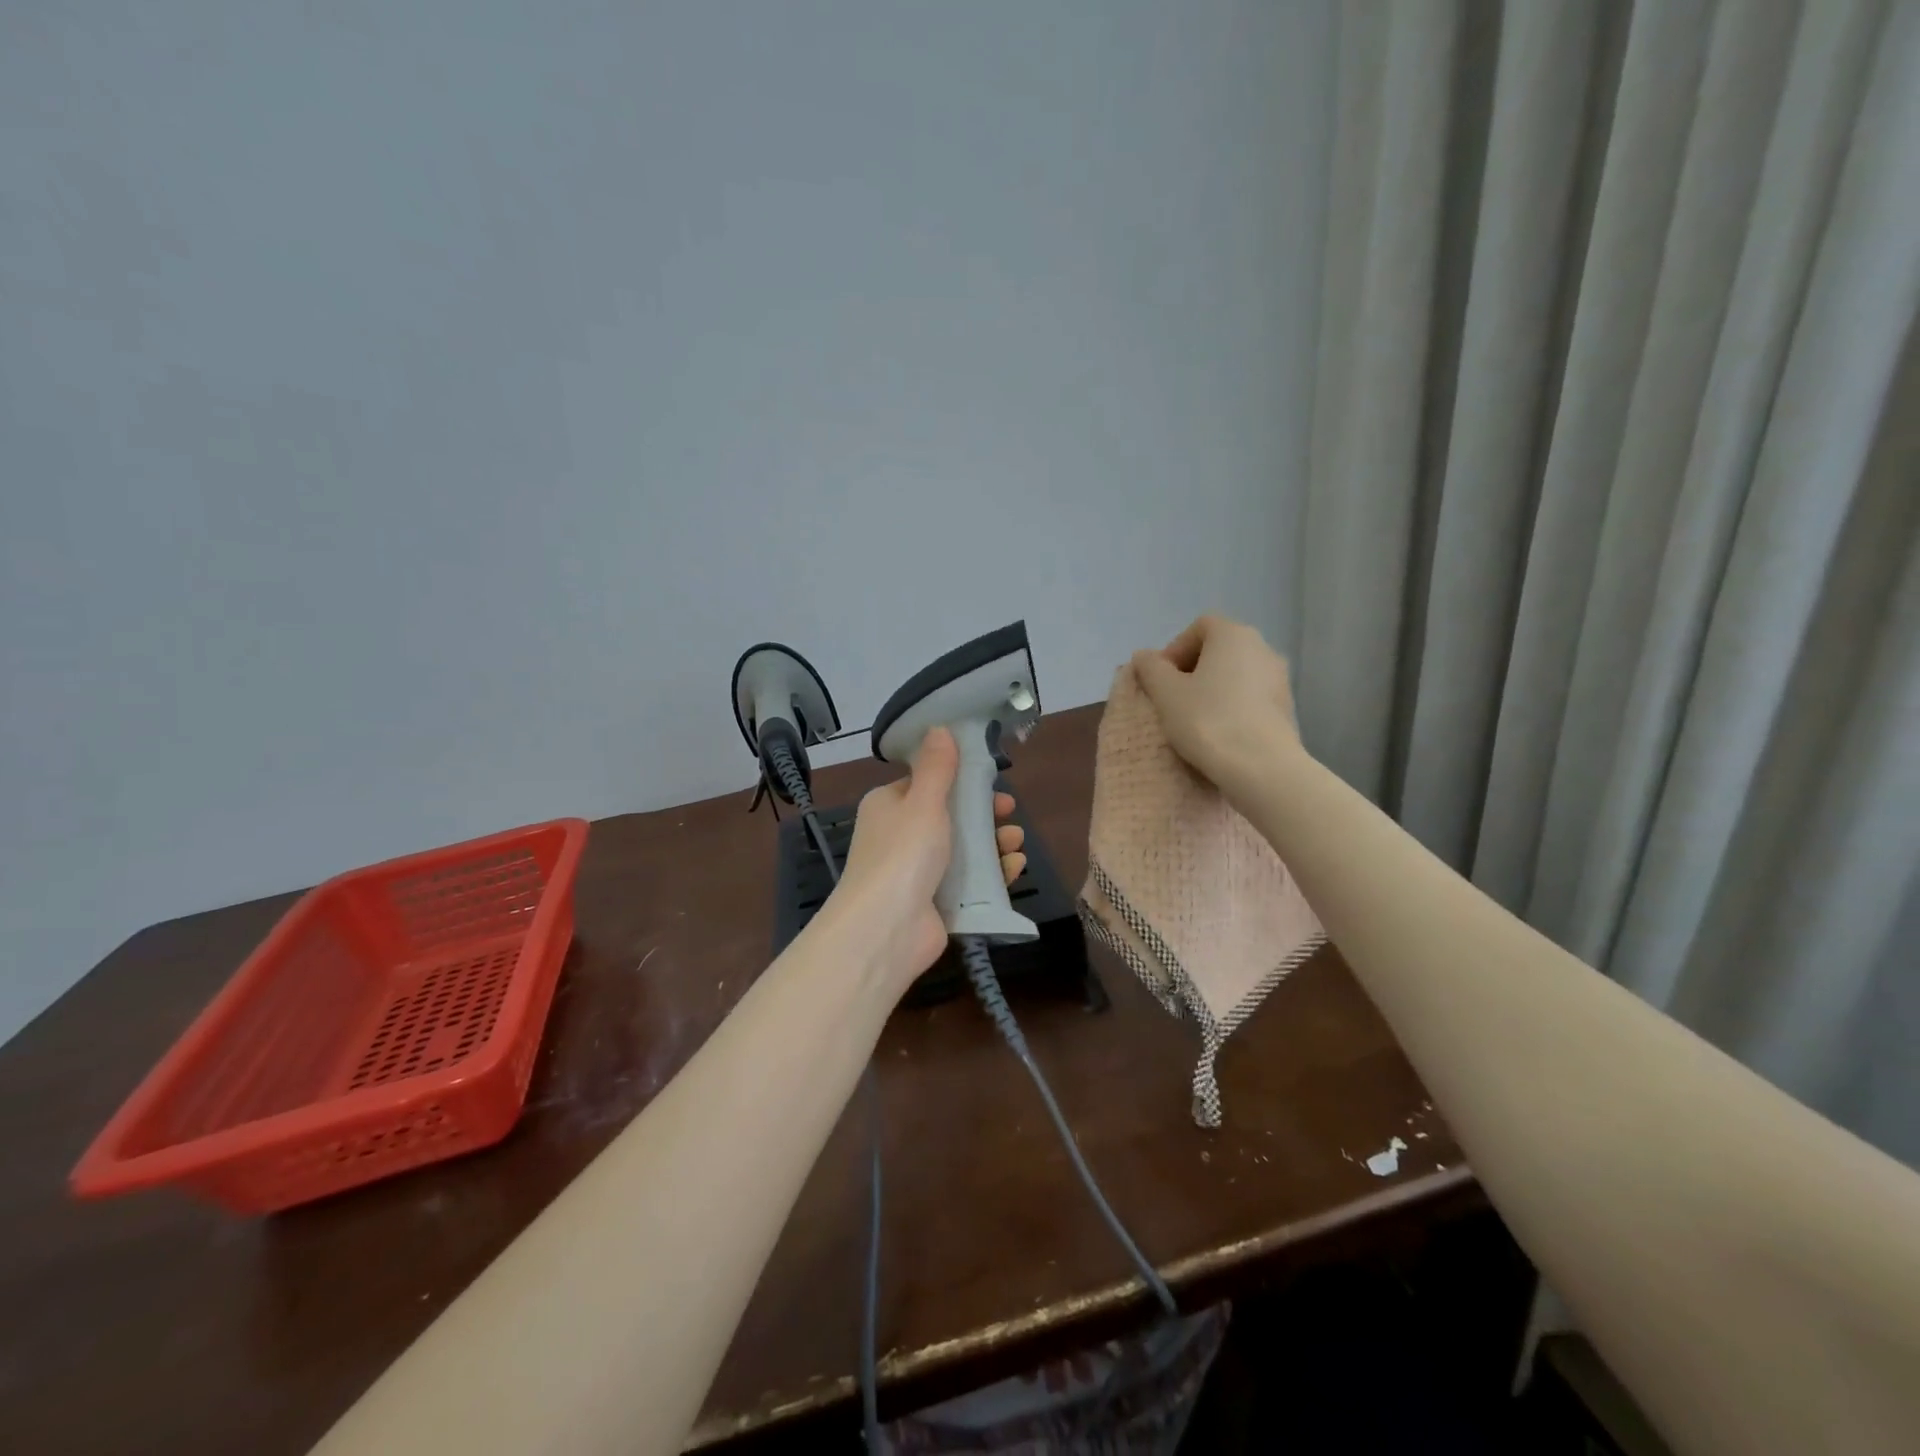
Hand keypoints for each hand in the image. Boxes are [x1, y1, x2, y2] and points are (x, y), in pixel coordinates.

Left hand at [828, 727, 1024, 994]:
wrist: (886, 929)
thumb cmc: (903, 854)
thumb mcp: (923, 802)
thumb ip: (937, 767)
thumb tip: (939, 727)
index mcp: (889, 806)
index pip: (927, 785)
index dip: (960, 781)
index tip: (990, 781)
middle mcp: (900, 836)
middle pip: (950, 818)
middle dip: (983, 815)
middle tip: (1010, 812)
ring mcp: (917, 872)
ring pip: (963, 850)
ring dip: (993, 843)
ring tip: (1016, 842)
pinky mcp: (935, 903)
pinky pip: (968, 883)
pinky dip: (992, 874)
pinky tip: (1014, 867)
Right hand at [1130, 614, 1301, 795]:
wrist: (1262, 767)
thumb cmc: (1208, 720)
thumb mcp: (1165, 693)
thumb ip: (1151, 668)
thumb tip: (1144, 656)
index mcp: (1233, 635)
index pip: (1199, 627)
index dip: (1174, 649)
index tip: (1160, 679)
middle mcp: (1263, 647)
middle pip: (1219, 649)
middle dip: (1192, 670)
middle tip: (1172, 700)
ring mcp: (1280, 678)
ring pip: (1236, 675)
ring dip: (1213, 690)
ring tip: (1195, 719)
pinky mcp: (1287, 708)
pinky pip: (1251, 697)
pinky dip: (1233, 707)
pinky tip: (1220, 733)